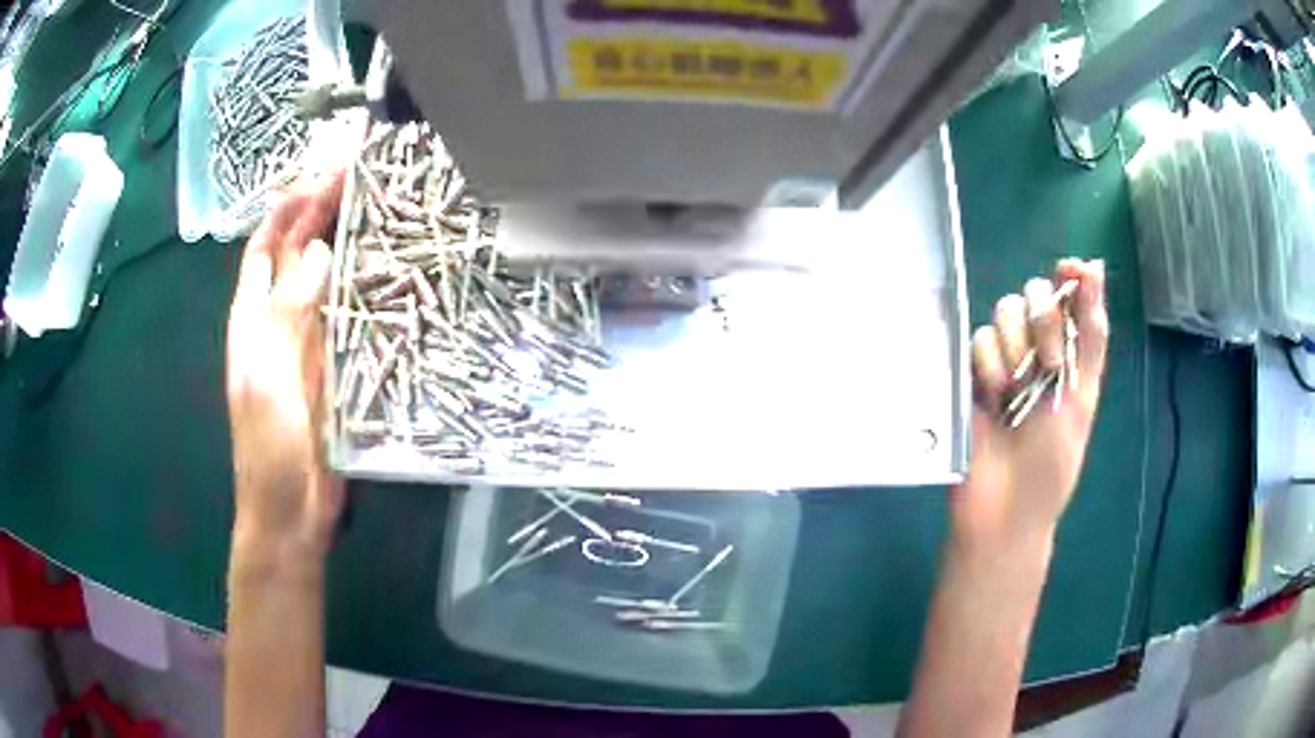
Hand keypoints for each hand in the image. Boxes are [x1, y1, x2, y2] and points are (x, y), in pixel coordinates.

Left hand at [226, 171, 345, 561]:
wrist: (290, 510)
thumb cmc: (270, 449)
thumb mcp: (270, 379)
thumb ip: (288, 314)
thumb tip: (319, 250)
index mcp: (252, 320)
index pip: (266, 247)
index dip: (287, 208)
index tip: (320, 172)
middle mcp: (278, 322)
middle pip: (297, 255)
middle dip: (320, 213)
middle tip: (359, 176)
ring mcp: (307, 343)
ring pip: (325, 280)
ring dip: (344, 244)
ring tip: (377, 210)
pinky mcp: (333, 366)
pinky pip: (347, 316)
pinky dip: (362, 288)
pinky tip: (385, 270)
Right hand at [952, 259, 1108, 550]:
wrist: (1004, 507)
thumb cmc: (1054, 458)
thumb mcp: (1083, 394)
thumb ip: (1090, 332)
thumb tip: (1095, 265)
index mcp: (1071, 354)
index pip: (1069, 294)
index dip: (1070, 277)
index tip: (1068, 270)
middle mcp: (1037, 348)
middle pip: (1033, 295)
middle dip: (1042, 322)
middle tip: (1048, 364)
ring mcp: (1003, 359)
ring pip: (1002, 313)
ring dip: (1013, 349)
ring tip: (1015, 392)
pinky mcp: (970, 373)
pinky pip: (976, 340)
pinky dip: (987, 365)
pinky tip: (992, 397)